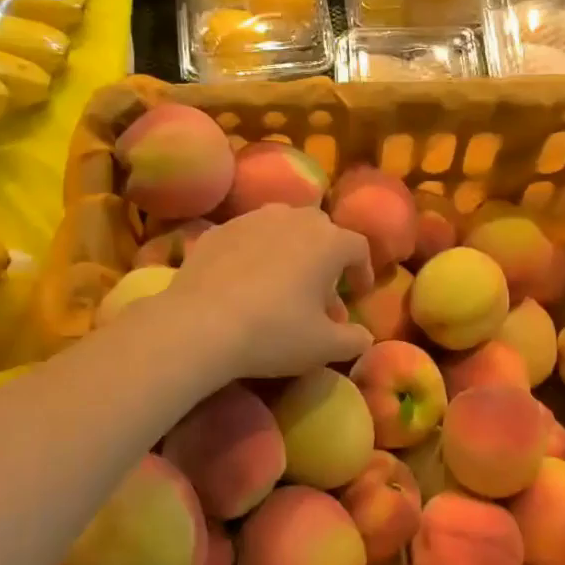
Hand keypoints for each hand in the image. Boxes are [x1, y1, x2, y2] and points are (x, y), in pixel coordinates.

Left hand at [169, 205, 374, 378]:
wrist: (200, 325)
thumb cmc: (274, 332)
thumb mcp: (323, 347)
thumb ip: (353, 340)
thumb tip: (364, 337)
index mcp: (328, 241)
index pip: (358, 248)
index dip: (362, 271)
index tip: (359, 293)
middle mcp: (293, 218)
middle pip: (320, 231)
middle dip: (326, 259)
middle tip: (320, 293)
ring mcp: (252, 219)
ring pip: (282, 227)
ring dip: (290, 251)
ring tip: (283, 284)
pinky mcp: (218, 230)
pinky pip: (247, 237)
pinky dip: (255, 253)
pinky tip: (245, 282)